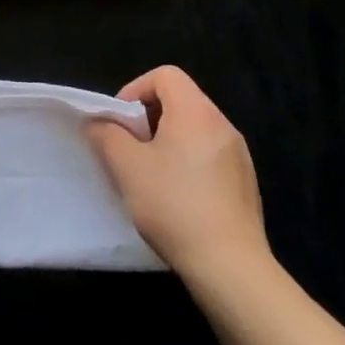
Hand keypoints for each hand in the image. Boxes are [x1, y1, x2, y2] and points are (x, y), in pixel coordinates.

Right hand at [87, 66, 270, 289]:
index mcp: (196, 112)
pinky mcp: (246, 184)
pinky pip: (210, 156)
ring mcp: (239, 156)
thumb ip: (106, 135)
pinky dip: (189, 163)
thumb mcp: (126, 167)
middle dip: (149, 117)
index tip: (121, 122)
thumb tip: (97, 123)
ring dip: (168, 141)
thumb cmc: (174, 206)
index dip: (136, 89)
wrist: (231, 269)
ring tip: (150, 174)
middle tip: (130, 148)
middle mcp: (222, 125)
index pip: (165, 75)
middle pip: (180, 100)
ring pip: (195, 130)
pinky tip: (177, 198)